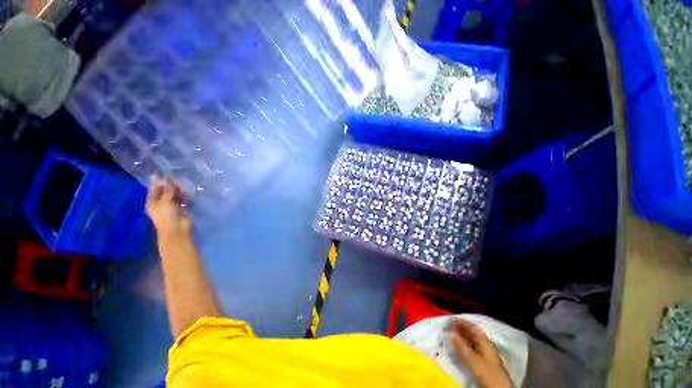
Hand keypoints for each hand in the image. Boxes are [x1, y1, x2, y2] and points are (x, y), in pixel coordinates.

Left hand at [146, 176, 191, 237]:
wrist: (177, 230)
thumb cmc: (167, 216)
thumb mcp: (165, 201)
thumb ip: (167, 190)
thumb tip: (168, 179)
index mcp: (152, 201)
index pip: (154, 189)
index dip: (157, 181)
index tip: (162, 173)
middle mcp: (160, 203)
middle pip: (164, 191)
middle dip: (170, 185)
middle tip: (177, 181)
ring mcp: (171, 206)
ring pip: (174, 194)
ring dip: (178, 190)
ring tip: (183, 187)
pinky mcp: (180, 208)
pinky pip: (181, 199)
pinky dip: (184, 196)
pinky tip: (187, 194)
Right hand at [448, 319, 513, 387]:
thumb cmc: (486, 371)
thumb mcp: (471, 358)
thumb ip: (460, 345)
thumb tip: (451, 332)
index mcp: (484, 340)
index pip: (471, 326)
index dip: (460, 322)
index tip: (449, 320)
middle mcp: (486, 344)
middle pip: (472, 333)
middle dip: (460, 330)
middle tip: (448, 328)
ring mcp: (486, 353)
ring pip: (472, 341)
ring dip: (462, 338)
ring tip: (451, 337)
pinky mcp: (485, 361)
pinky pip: (473, 349)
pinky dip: (465, 346)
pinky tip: (459, 349)